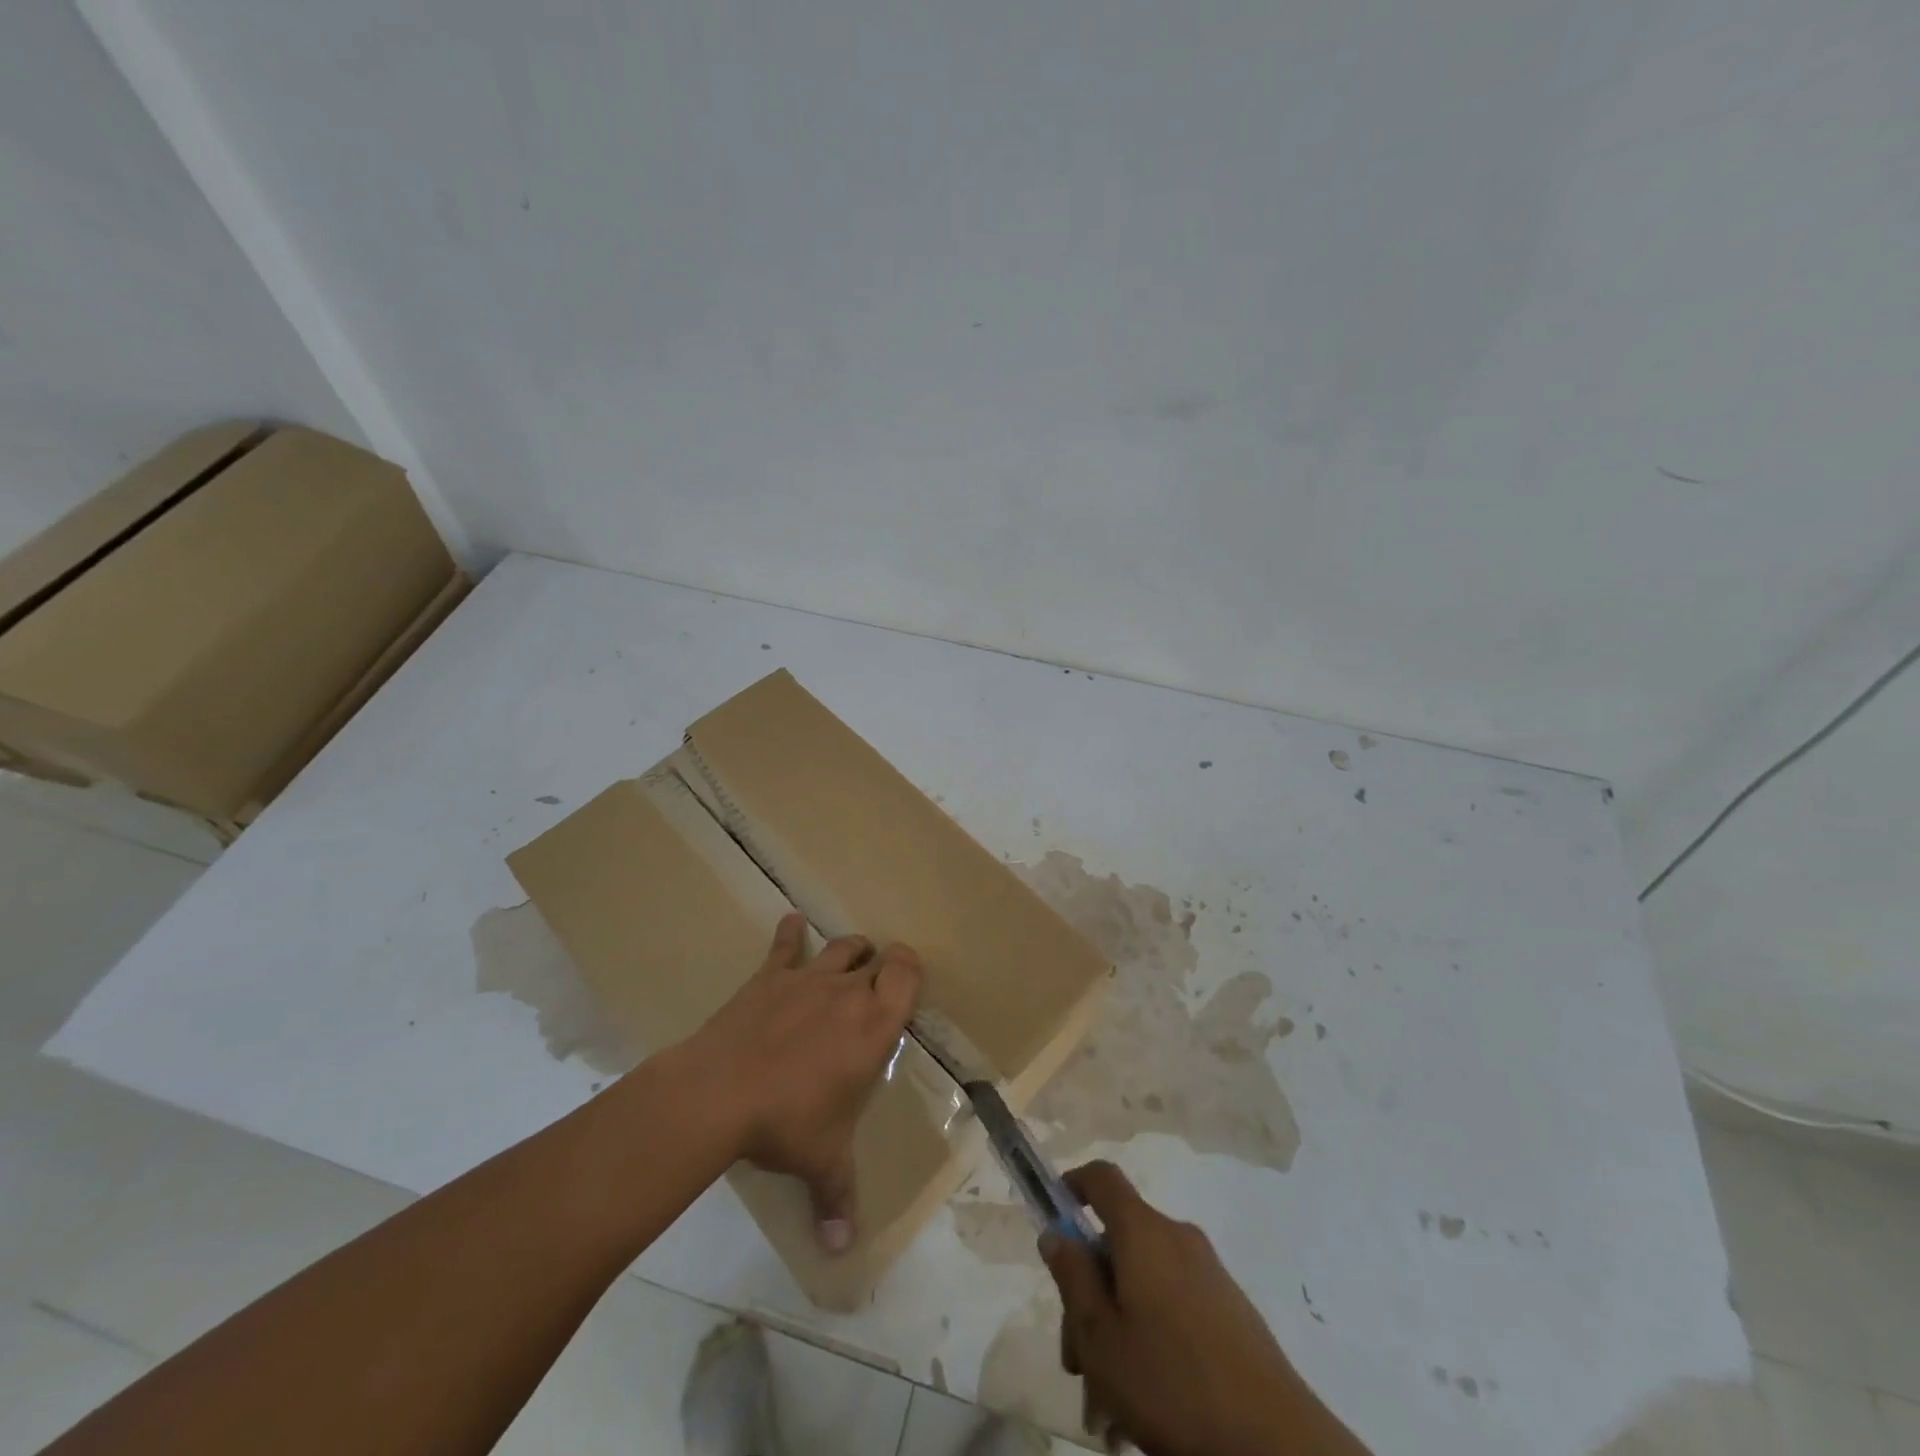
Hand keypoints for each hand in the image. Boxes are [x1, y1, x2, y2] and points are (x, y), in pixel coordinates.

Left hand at [680, 914, 920, 1251]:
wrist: (720, 1092)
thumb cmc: (787, 1122)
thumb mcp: (821, 1161)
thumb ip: (837, 1198)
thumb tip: (841, 1248)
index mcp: (873, 1026)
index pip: (906, 975)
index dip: (910, 968)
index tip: (906, 977)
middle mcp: (848, 993)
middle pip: (876, 958)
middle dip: (882, 964)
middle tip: (878, 980)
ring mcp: (807, 979)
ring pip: (841, 947)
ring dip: (851, 950)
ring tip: (852, 956)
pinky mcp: (768, 977)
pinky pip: (784, 945)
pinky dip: (790, 933)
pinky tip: (791, 921)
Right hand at [1042, 1162, 1368, 1455]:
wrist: (1276, 1445)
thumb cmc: (1173, 1384)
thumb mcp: (1101, 1338)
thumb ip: (1073, 1278)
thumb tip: (1056, 1233)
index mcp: (1143, 1232)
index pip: (1102, 1177)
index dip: (1072, 1186)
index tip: (1054, 1221)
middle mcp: (1177, 1239)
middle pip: (1118, 1245)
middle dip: (1089, 1298)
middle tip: (1077, 1364)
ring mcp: (1208, 1275)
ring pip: (1143, 1287)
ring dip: (1117, 1332)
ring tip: (1107, 1408)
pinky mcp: (1231, 1312)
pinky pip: (1173, 1308)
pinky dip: (1150, 1342)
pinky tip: (1144, 1408)